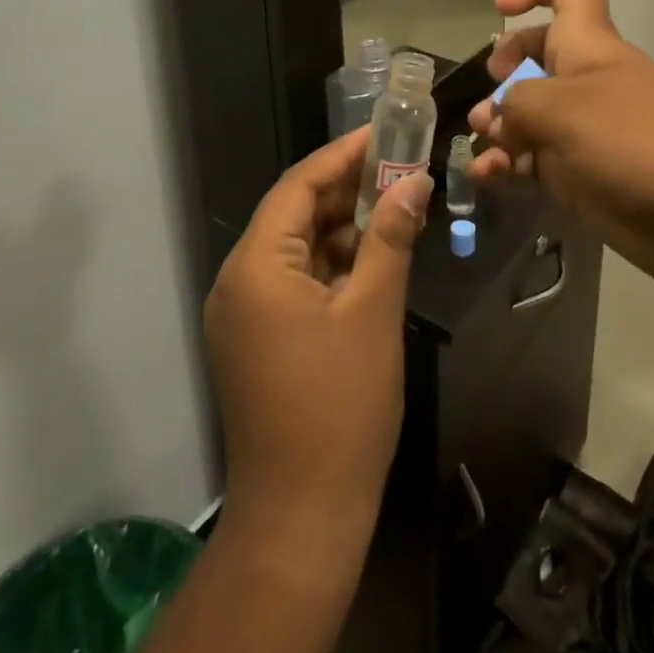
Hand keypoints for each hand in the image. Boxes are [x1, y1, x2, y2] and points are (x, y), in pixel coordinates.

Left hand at [205, 128, 430, 549]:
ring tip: (396, 206)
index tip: (385, 134)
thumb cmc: (340, 406)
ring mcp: (245, 313)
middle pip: (295, 212)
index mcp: (256, 266)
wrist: (302, 518)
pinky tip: (374, 256)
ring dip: (344, 226)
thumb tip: (415, 181)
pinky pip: (296, 279)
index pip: (298, 186)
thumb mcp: (374, 311)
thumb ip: (391, 236)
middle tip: (400, 167)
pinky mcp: (258, 338)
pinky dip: (333, 263)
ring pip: (297, 247)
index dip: (343, 155)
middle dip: (347, 189)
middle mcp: (239, 281)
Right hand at [467, 0, 653, 295]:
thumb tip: (500, 116)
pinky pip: (538, 161)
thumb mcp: (564, 110)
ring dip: (499, 128)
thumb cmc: (636, 144)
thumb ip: (518, 103)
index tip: (500, 8)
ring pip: (532, 116)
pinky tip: (489, 180)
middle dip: (504, 74)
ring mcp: (587, 130)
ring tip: (483, 151)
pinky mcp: (587, 176)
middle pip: (538, 56)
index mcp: (587, 45)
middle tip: (489, 106)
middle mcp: (586, 81)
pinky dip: (511, 167)